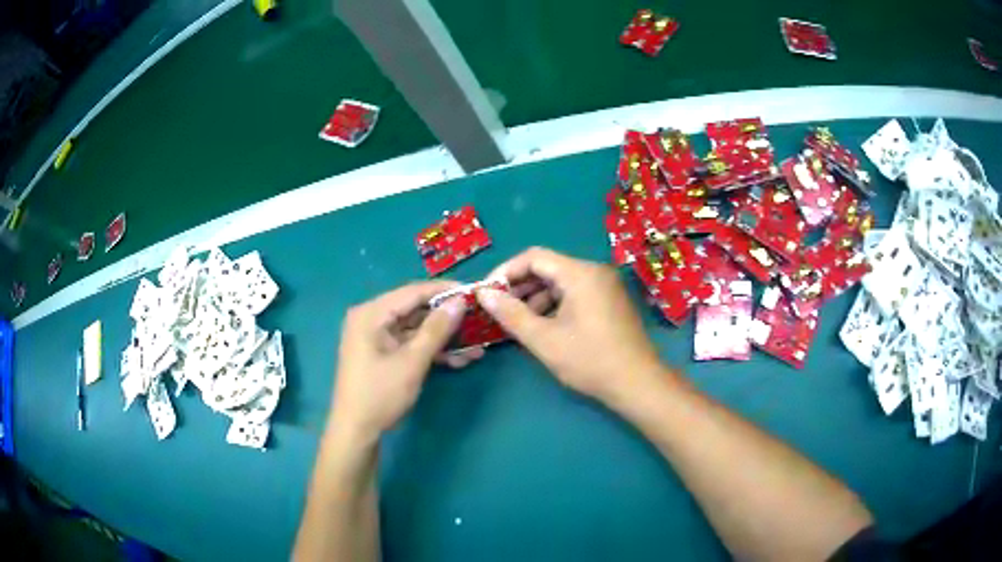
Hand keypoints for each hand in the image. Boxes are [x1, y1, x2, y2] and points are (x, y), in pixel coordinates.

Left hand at [329, 281, 478, 443]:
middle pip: (415, 310)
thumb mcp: (412, 362)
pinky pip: (410, 344)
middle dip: (448, 318)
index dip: (445, 291)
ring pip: (416, 329)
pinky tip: (459, 360)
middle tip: (479, 319)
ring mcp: (376, 337)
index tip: (474, 292)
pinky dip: (431, 351)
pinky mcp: (383, 354)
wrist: (357, 432)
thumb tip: (460, 302)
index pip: (413, 291)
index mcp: (371, 313)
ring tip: (477, 346)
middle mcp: (371, 319)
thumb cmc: (380, 395)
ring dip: (444, 338)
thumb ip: (437, 330)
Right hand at [477, 247, 670, 406]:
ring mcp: (605, 286)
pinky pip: (575, 293)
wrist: (637, 383)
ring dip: (536, 298)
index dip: (506, 272)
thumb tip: (484, 294)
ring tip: (516, 321)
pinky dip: (554, 305)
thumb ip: (511, 314)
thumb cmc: (590, 360)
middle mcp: (594, 271)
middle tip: (498, 309)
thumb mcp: (544, 340)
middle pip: (548, 267)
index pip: (534, 257)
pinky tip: (542, 326)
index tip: (487, 293)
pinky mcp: (609, 300)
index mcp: (580, 273)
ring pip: (561, 282)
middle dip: (520, 287)